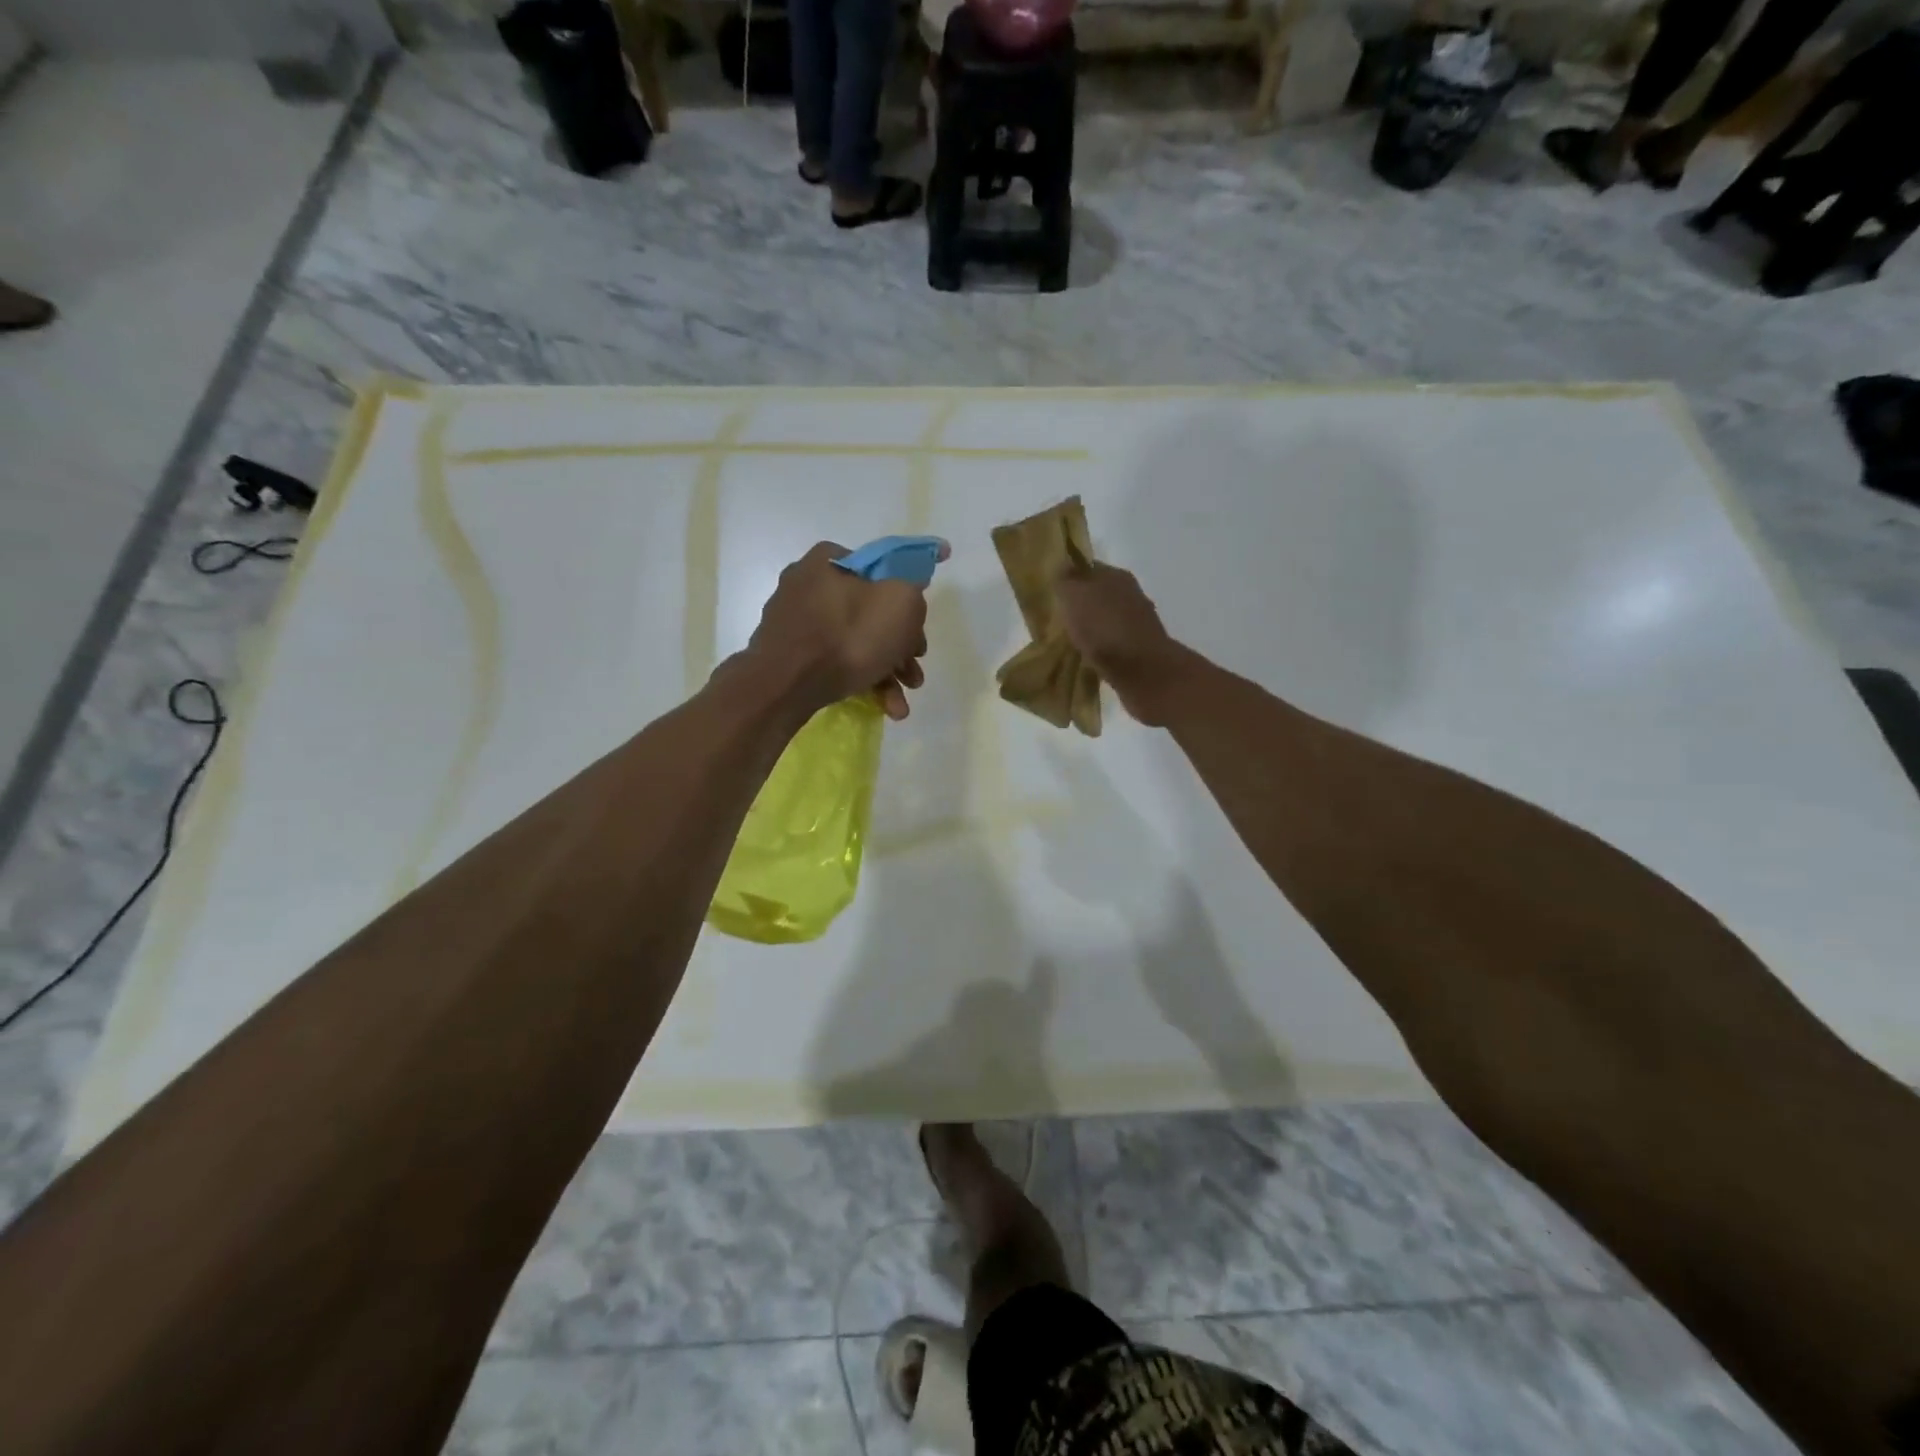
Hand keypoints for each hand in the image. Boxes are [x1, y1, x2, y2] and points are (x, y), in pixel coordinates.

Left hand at [744, 541, 942, 720]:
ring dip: (885, 672)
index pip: (882, 571)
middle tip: (913, 674)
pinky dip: (860, 680)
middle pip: (870, 613)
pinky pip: (833, 661)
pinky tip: (882, 707)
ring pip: (854, 642)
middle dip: (899, 648)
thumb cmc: (847, 638)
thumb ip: (913, 590)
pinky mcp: (788, 654)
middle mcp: (808, 584)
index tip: (920, 632)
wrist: (784, 687)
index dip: (909, 602)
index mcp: (830, 560)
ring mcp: (795, 621)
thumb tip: (909, 592)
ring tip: (900, 704)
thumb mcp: (901, 603)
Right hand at [1055, 562, 1189, 725]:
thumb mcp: (1074, 596)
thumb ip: (1065, 581)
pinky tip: (1086, 658)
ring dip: (1088, 628)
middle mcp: (1130, 594)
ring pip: (1104, 619)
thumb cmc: (1104, 628)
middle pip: (1097, 594)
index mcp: (1116, 575)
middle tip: (1055, 619)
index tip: (1051, 593)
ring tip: (1067, 641)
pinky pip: (1111, 643)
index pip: (1087, 568)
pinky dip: (1098, 648)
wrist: (1142, 671)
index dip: (1068, 577)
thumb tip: (1061, 569)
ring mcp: (1136, 623)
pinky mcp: (1138, 649)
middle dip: (1078, 605)